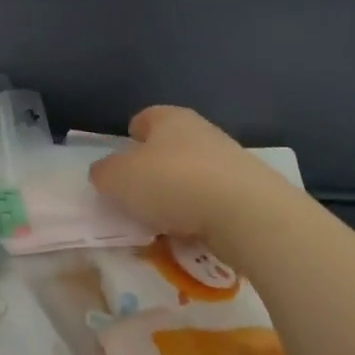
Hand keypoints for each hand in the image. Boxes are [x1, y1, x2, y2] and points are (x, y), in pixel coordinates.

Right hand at [88, 105, 268, 240]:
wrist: (247, 213)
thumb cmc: (173, 183)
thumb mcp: (119, 178)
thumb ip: (104, 173)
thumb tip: (105, 173)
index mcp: (169, 118)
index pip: (144, 119)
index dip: (130, 138)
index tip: (121, 165)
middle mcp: (201, 131)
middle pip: (169, 148)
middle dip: (154, 171)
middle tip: (137, 199)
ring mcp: (230, 161)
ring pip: (192, 176)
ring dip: (178, 197)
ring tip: (163, 225)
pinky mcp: (250, 192)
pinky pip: (214, 202)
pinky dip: (201, 217)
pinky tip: (193, 236)